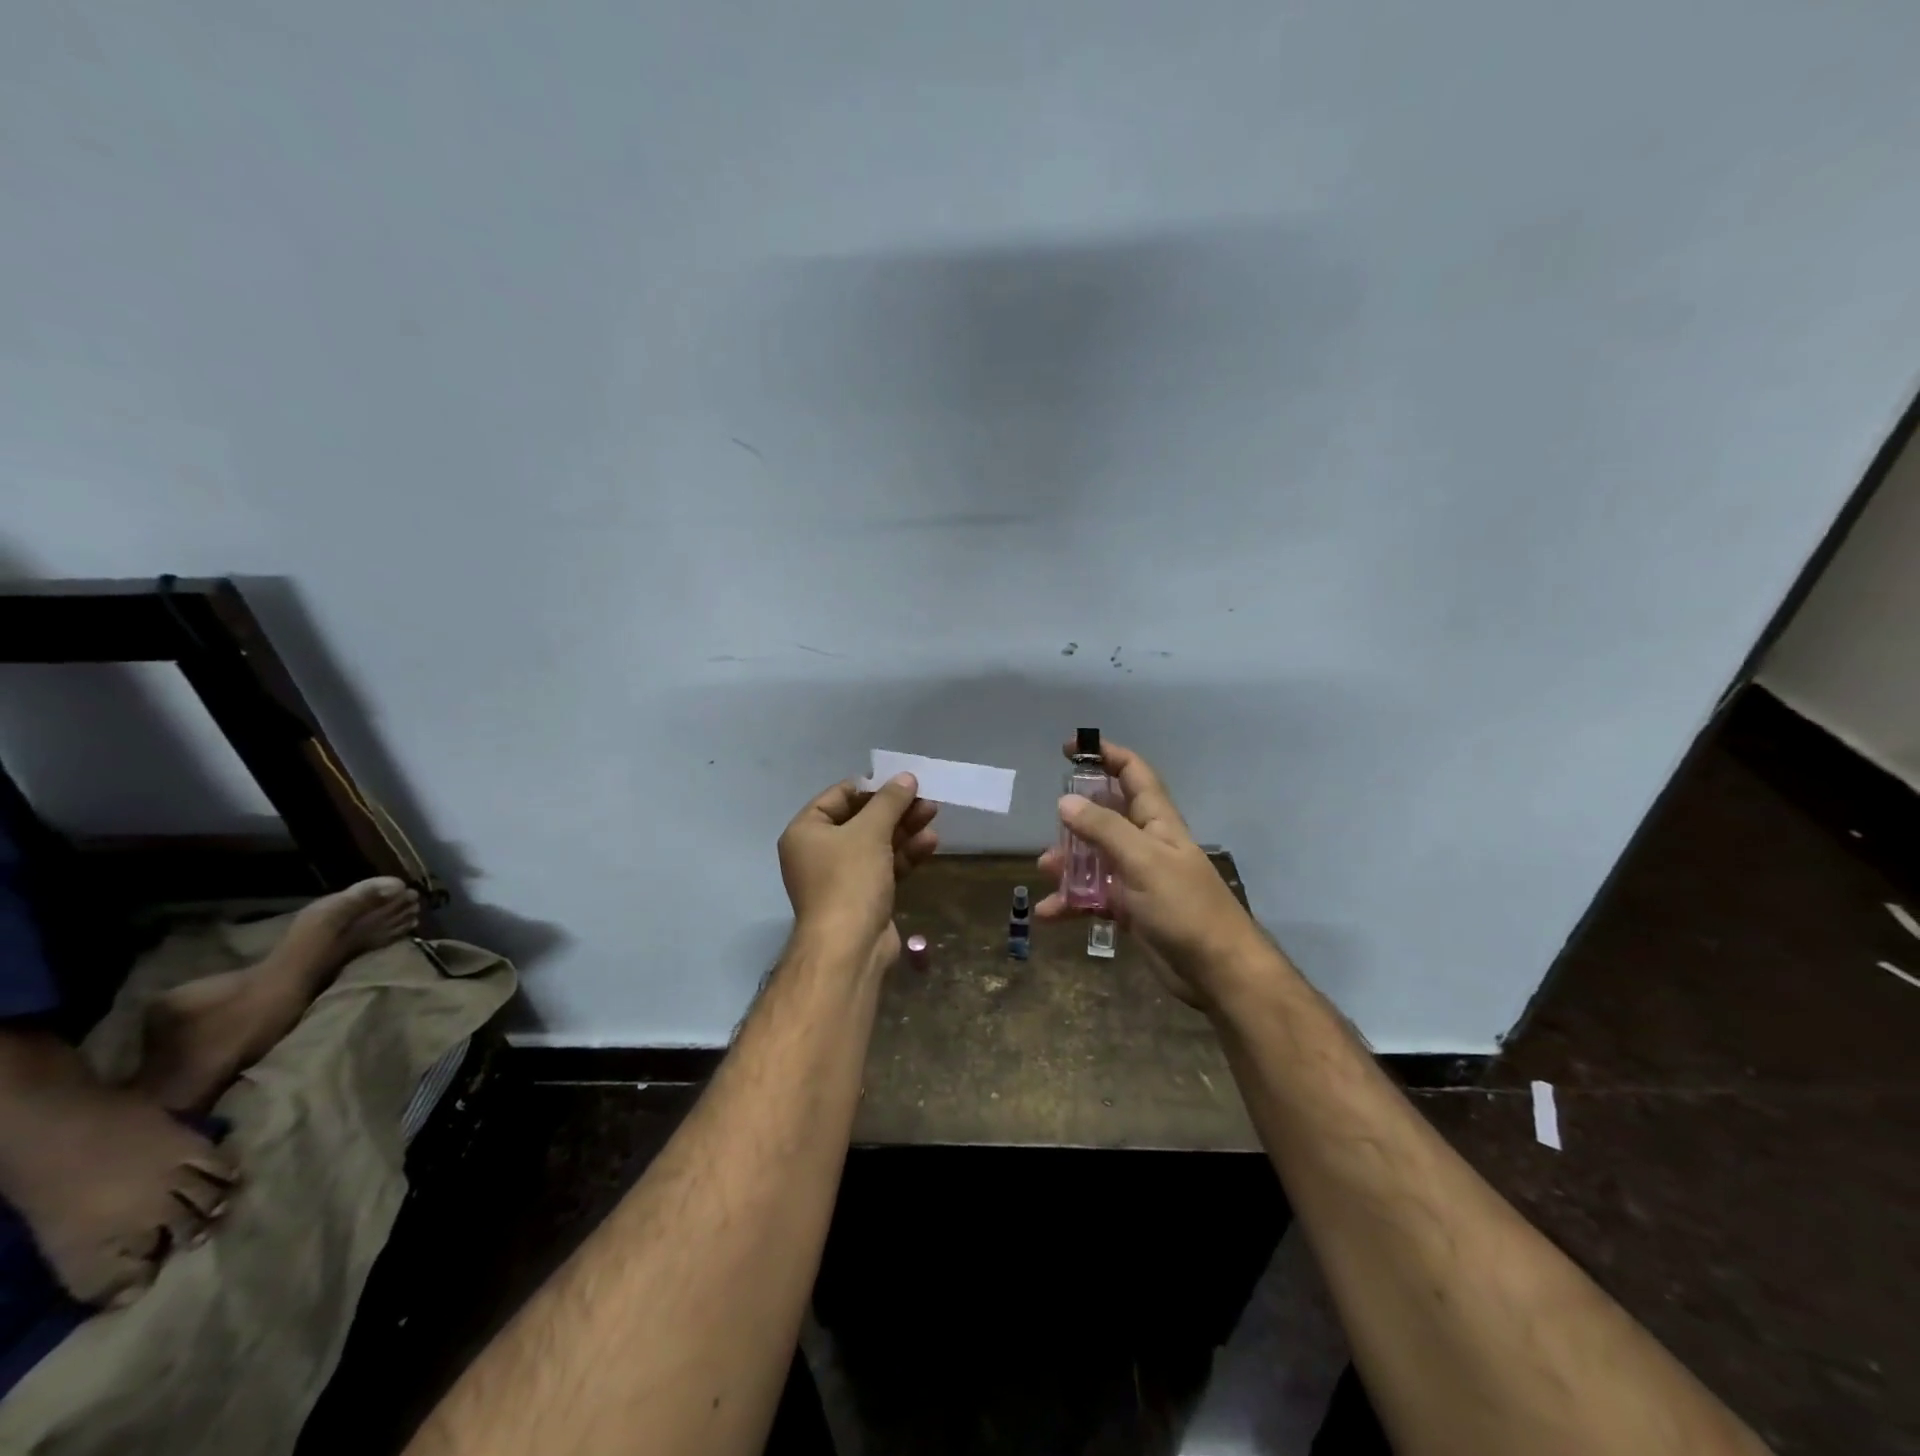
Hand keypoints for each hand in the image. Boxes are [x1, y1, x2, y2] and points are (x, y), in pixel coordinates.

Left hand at [778, 774, 938, 972]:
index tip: (901, 781)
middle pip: (860, 820)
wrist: (849, 947)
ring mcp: (841, 877)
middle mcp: (818, 852)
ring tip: (933, 814)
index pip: (838, 796)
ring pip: (876, 844)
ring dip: (904, 829)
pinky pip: (884, 866)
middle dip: (894, 809)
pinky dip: (905, 854)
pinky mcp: (863, 897)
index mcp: (806, 832)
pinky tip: (930, 843)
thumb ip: (889, 801)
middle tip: (925, 798)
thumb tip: (906, 777)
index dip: (871, 787)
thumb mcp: (870, 832)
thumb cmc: (849, 880)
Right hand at [1035, 738, 1262, 1006]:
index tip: (1071, 748)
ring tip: (1046, 871)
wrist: (1217, 971)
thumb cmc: (1184, 907)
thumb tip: (1066, 801)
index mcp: (1157, 821)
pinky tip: (1050, 913)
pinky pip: (1094, 897)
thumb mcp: (1141, 861)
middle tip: (1051, 824)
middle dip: (1076, 817)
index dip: (1105, 754)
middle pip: (1107, 815)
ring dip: (1069, 862)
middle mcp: (1146, 843)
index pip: (1132, 773)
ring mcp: (1137, 877)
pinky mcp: (1130, 909)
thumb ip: (1103, 829)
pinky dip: (1072, 902)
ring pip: (1095, 857)